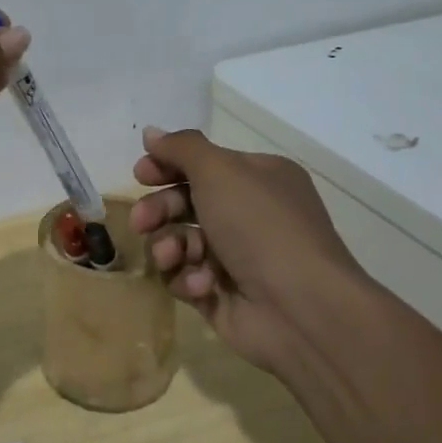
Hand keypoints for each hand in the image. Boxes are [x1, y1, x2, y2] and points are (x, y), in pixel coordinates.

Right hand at [128, 126, 375, 374]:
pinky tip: (201, 285)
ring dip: (169, 246)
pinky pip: (186, 277)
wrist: (300, 309)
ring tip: (172, 256)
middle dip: (159, 210)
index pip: (202, 164)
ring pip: (180, 241)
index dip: (167, 166)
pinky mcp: (222, 294)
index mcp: (257, 178)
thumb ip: (181, 148)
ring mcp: (236, 256)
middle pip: (184, 202)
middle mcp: (248, 214)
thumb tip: (151, 133)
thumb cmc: (260, 226)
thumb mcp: (220, 171)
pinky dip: (188, 279)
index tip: (141, 174)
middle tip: (141, 221)